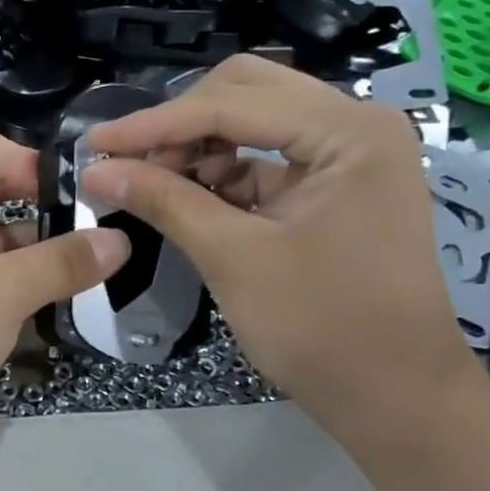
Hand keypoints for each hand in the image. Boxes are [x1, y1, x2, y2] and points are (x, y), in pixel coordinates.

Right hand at [83, 56, 483, 442]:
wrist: (395, 398)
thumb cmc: (321, 328)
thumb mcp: (231, 258)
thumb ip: (163, 201)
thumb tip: (94, 170)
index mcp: (348, 132)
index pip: (231, 103)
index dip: (155, 123)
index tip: (94, 143)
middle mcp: (355, 124)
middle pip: (244, 92)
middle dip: (178, 125)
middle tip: (128, 162)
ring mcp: (348, 152)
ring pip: (251, 118)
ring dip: (196, 145)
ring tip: (152, 184)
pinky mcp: (335, 181)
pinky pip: (264, 154)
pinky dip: (220, 170)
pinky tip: (186, 197)